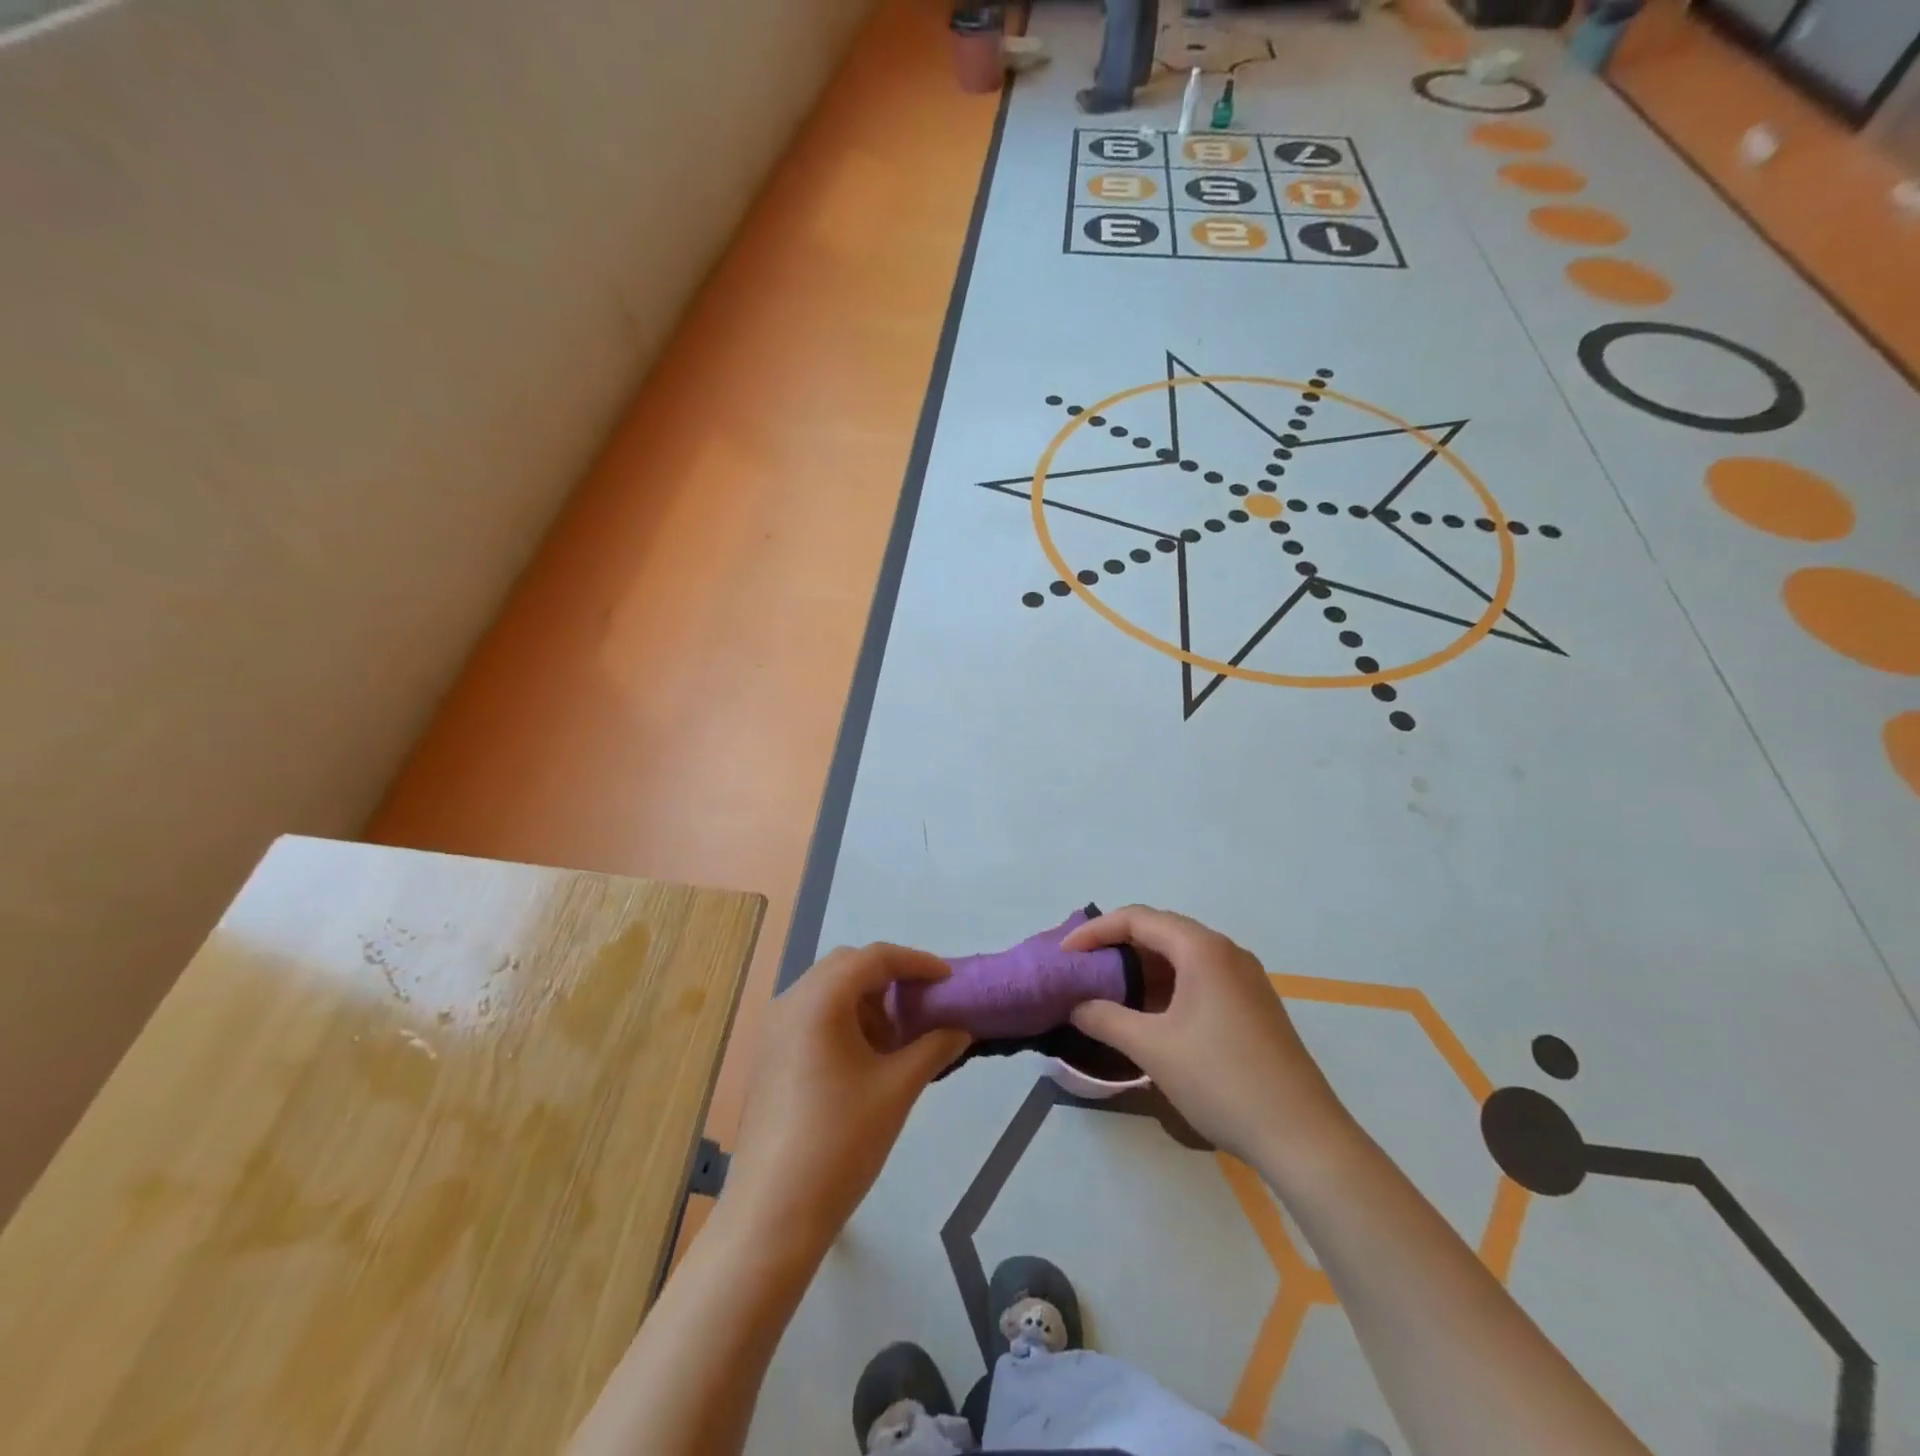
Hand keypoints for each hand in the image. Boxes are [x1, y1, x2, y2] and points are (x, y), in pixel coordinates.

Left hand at [719, 945, 969, 1255]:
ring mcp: (774, 1030)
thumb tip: (960, 1030)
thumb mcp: (897, 1089)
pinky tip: (865, 1061)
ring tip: (895, 1042)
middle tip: (922, 1007)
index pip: (874, 957)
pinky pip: (811, 1017)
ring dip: (865, 1002)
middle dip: (889, 980)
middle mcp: (791, 1002)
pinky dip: (843, 1021)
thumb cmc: (841, 1141)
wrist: (774, 1212)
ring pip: (827, 991)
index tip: (948, 979)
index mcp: (819, 999)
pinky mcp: (768, 1056)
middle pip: (847, 967)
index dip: (916, 962)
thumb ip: (933, 1048)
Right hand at [1062, 906, 1351, 1164]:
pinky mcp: (1254, 1006)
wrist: (1303, 1137)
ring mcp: (1245, 980)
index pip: (1137, 918)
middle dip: (1117, 947)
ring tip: (1109, 993)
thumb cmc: (1222, 1080)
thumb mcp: (1153, 1048)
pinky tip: (1151, 1016)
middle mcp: (1226, 952)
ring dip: (1142, 969)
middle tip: (1083, 970)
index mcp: (1202, 949)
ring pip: (1181, 957)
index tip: (1064, 956)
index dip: (1094, 931)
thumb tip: (1077, 1005)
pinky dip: (1167, 987)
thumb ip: (1106, 1018)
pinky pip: (1200, 979)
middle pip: (1161, 932)